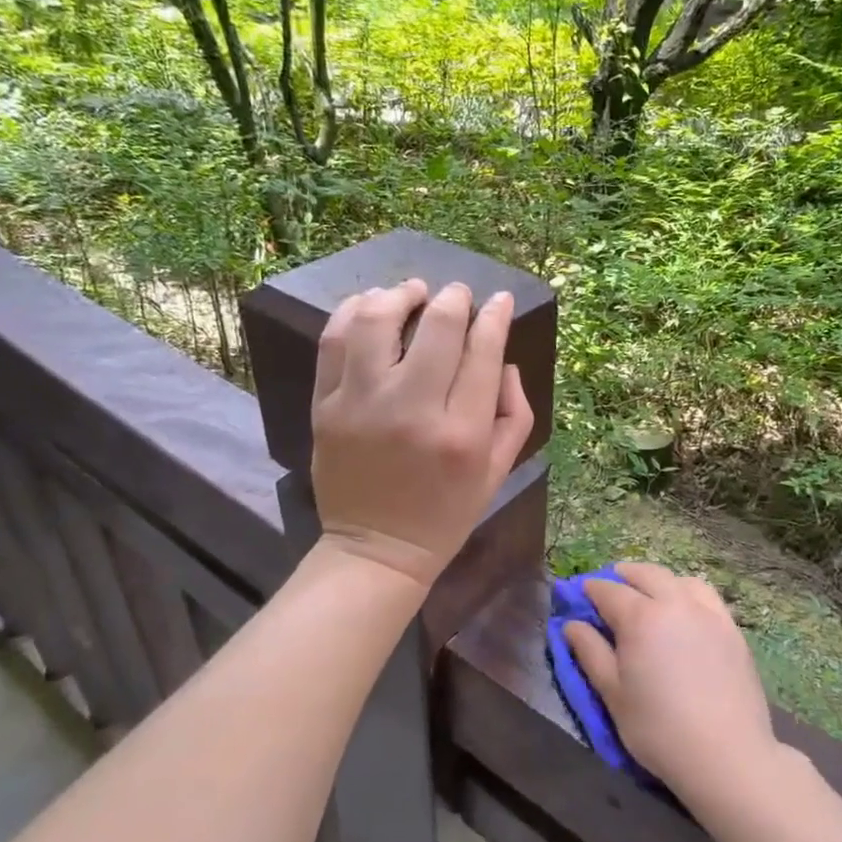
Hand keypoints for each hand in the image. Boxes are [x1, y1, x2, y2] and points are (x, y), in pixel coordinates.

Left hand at [310, 279, 534, 588]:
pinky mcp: (326, 407)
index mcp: (463, 432)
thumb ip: (515, 412)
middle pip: (438, 326)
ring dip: (401, 295)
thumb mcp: (499, 471)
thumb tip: (503, 360)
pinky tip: (371, 306)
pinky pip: (333, 341)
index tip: (500, 300)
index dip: (496, 315)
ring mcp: (362, 405)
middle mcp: (413, 410)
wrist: (377, 548)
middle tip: (459, 295)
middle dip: (455, 299)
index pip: (484, 350)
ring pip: (377, 321)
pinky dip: (353, 312)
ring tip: (413, 293)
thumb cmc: (447, 513)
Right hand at [563, 562, 779, 801]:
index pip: (609, 591)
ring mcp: (708, 613)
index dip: (591, 589)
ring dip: (658, 580)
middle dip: (624, 575)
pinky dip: (687, 592)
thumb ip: (590, 652)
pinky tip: (684, 611)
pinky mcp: (731, 628)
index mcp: (640, 617)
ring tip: (649, 594)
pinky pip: (706, 596)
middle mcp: (675, 603)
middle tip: (611, 587)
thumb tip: (571, 625)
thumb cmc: (658, 728)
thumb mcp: (612, 694)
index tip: (580, 593)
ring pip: (679, 579)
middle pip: (646, 574)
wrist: (726, 755)